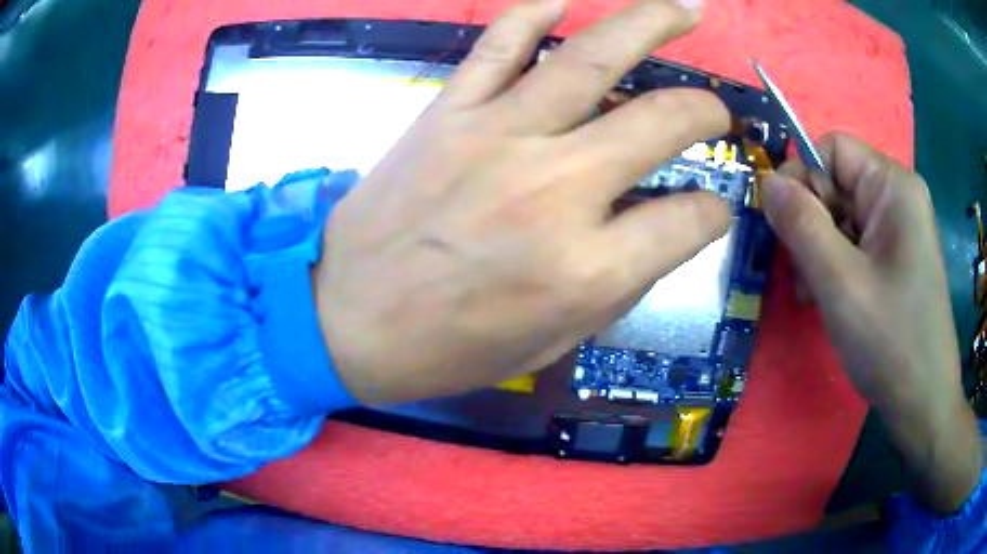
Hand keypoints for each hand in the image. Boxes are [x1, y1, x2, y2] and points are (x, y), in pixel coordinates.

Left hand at [312, 0, 729, 403]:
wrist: (345, 320)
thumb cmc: (448, 348)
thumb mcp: (553, 341)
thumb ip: (620, 282)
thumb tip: (661, 228)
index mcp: (587, 268)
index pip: (691, 219)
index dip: (712, 214)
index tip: (707, 210)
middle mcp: (555, 190)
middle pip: (663, 121)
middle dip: (706, 110)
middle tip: (715, 109)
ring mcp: (498, 137)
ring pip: (592, 57)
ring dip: (649, 23)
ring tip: (682, 9)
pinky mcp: (447, 113)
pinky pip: (499, 44)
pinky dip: (534, 14)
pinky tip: (562, 2)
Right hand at [761, 133, 982, 512]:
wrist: (923, 403)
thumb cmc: (891, 343)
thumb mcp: (840, 284)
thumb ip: (801, 225)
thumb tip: (766, 181)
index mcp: (893, 186)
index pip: (832, 150)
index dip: (803, 181)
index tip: (789, 232)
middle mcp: (898, 197)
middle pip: (835, 184)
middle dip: (811, 225)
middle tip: (803, 277)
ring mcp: (899, 228)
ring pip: (841, 217)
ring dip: (820, 252)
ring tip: (816, 296)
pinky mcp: (896, 256)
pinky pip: (855, 243)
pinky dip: (835, 267)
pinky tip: (832, 301)